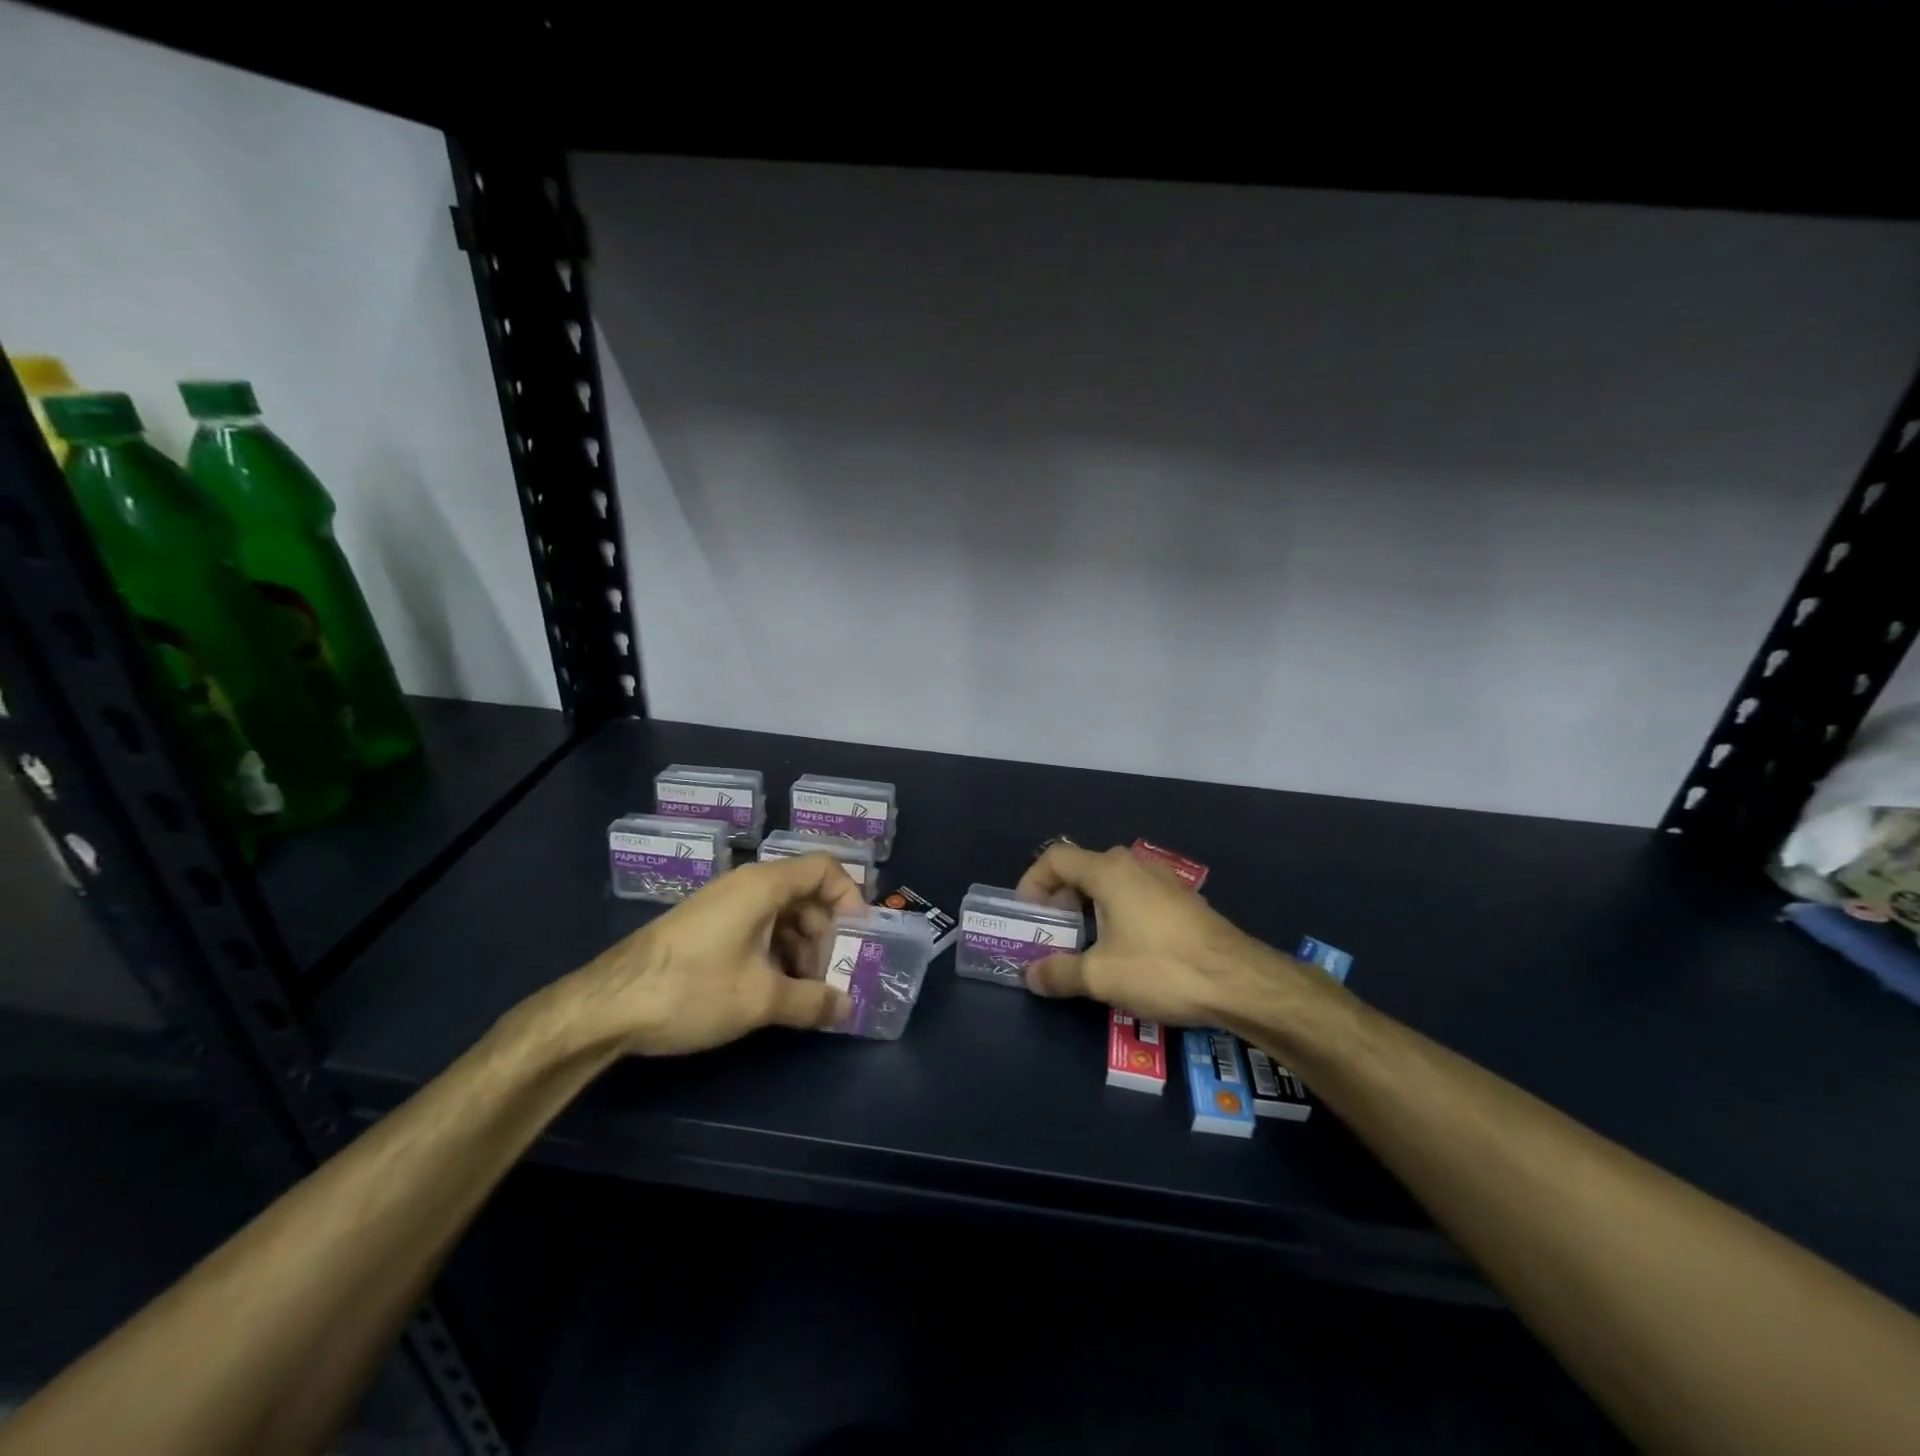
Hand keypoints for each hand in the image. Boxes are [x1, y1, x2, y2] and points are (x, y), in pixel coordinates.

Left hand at [558, 853, 864, 1055]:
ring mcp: (722, 905)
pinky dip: (773, 953)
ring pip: (780, 914)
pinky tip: (771, 991)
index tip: (858, 938)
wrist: (606, 1006)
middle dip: (825, 934)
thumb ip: (812, 1001)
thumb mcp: (760, 999)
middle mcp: (745, 885)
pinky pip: (755, 927)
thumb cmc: (692, 989)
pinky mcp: (705, 927)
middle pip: (804, 893)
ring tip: (802, 993)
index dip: (850, 897)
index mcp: (764, 885)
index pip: (824, 868)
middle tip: (830, 976)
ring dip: (800, 948)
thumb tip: (848, 1009)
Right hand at [1014, 842, 1289, 1026]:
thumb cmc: (1162, 968)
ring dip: (1090, 907)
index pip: (1056, 858)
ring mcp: (1162, 880)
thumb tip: (1030, 974)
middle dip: (1060, 898)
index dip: (1033, 881)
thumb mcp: (1101, 976)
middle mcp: (1134, 865)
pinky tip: (1125, 949)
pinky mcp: (1182, 900)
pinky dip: (1117, 912)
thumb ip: (1058, 972)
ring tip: (1085, 943)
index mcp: (1108, 871)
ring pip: (1111, 882)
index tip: (1027, 914)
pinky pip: (1135, 895)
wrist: (1240, 981)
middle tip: (1053, 932)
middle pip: (1083, 868)